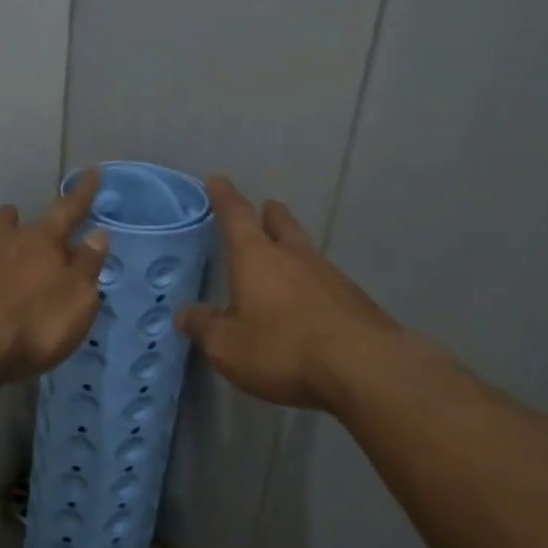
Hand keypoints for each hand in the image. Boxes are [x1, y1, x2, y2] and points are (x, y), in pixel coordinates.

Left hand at [0, 170, 109, 380]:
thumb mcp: (77, 299)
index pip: (67, 209)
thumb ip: (87, 265)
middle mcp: (5, 242)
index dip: (82, 193)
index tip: (92, 171)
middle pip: (11, 220)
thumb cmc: (34, 322)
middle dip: (20, 218)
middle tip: (25, 222)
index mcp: (42, 241)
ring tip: (4, 262)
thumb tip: (97, 234)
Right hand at [176, 176, 402, 410]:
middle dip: (269, 214)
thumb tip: (184, 313)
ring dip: (292, 248)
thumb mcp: (228, 346)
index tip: (217, 180)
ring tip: (282, 259)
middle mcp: (294, 255)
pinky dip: (310, 282)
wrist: (363, 367)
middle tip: (263, 209)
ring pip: (305, 250)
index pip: (236, 215)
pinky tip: (308, 302)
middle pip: (281, 223)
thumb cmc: (282, 349)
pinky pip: (324, 279)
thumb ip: (204, 327)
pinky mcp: (353, 298)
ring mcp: (329, 274)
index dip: (224, 197)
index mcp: (257, 257)